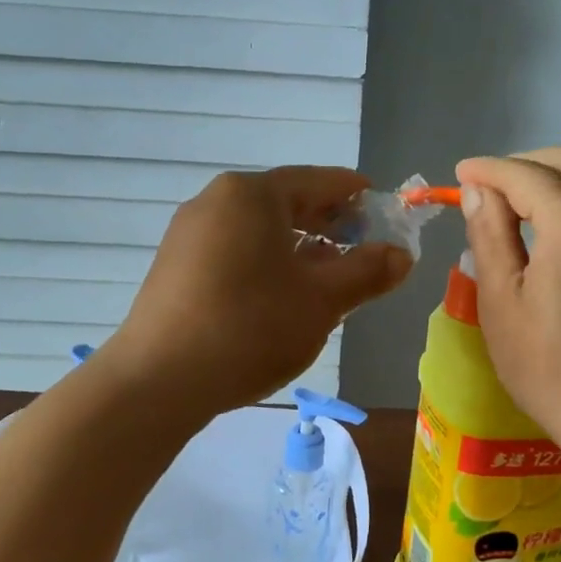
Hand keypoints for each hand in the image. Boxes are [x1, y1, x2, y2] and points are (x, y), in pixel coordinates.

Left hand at [99, 168, 411, 419]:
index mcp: (253, 195)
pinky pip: (233, 250)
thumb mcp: (322, 300)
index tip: (383, 211)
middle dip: (329, 224)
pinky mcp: (175, 265)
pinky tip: (279, 296)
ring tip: (326, 277)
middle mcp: (216, 201)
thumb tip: (401, 255)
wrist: (158, 380)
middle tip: (362, 249)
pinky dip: (265, 262)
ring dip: (298, 247)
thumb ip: (367, 272)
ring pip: (259, 229)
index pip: (319, 181)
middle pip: (286, 202)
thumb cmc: (250, 327)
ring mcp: (189, 232)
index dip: (357, 195)